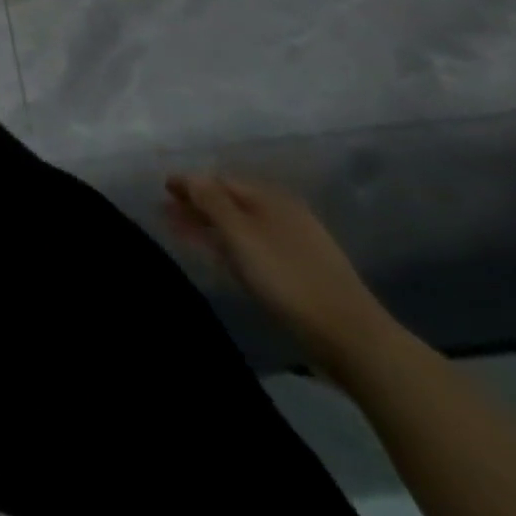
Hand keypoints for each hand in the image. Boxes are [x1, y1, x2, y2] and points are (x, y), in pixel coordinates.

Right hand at [165, 172, 395, 378]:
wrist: (353, 339)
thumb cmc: (288, 279)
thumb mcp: (241, 235)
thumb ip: (211, 201)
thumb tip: (189, 176)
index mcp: (271, 199)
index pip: (219, 181)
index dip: (189, 184)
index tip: (163, 191)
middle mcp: (285, 213)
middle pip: (231, 202)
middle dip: (198, 205)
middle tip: (167, 213)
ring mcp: (297, 243)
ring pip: (243, 226)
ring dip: (212, 226)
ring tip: (186, 235)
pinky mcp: (304, 272)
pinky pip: (256, 246)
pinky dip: (232, 245)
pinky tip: (223, 256)